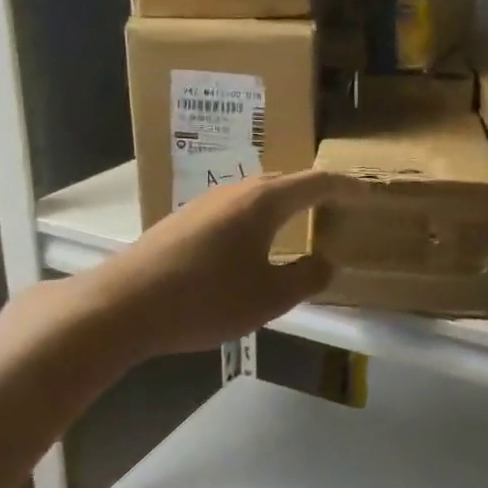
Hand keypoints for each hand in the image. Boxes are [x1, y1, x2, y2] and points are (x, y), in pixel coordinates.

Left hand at [76, 168, 354, 359]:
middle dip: (315, 192)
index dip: (346, 187)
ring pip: (257, 194)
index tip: (367, 193)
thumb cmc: (205, 299)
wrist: (121, 306)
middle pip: (286, 181)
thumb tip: (326, 262)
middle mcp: (236, 191)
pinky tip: (251, 244)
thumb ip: (306, 277)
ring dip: (284, 204)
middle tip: (336, 207)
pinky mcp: (183, 220)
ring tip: (299, 224)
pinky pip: (235, 208)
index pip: (316, 183)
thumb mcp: (269, 297)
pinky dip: (258, 217)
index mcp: (263, 202)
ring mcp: (205, 202)